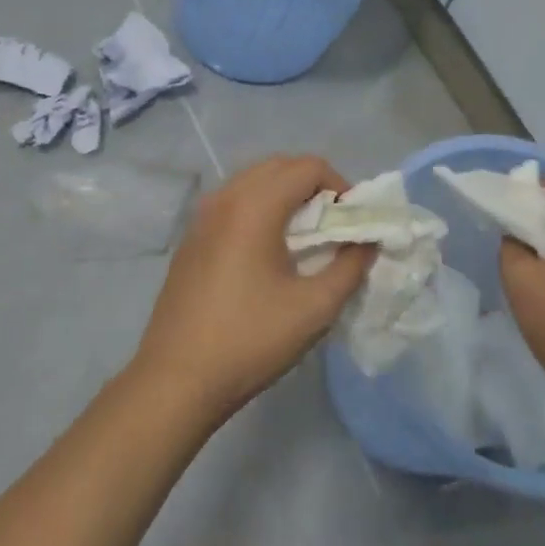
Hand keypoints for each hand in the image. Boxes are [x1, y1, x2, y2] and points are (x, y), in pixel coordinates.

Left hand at [130, 154, 369, 419]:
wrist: (177, 379)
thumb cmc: (250, 340)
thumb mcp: (315, 308)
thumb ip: (350, 267)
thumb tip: (367, 242)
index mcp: (253, 206)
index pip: (308, 167)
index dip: (341, 186)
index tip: (353, 222)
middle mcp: (224, 198)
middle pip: (279, 166)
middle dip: (314, 186)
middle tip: (334, 226)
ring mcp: (201, 217)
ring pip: (253, 182)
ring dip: (285, 196)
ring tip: (305, 238)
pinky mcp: (190, 239)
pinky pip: (232, 203)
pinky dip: (260, 210)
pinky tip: (268, 252)